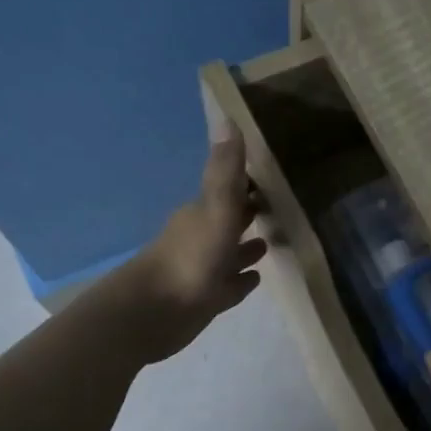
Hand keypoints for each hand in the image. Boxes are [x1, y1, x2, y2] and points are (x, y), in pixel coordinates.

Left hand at [121, 133, 267, 360]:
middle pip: (229, 220)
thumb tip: (229, 117)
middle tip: (278, 207)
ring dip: (246, 248)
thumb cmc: (190, 259)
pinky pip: (229, 285)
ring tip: (270, 242)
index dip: (248, 183)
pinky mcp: (204, 299)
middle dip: (249, 213)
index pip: (228, 190)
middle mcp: (201, 237)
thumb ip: (226, 171)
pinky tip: (256, 278)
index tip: (272, 176)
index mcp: (202, 213)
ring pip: (229, 254)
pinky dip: (241, 280)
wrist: (153, 314)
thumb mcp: (215, 210)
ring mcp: (202, 270)